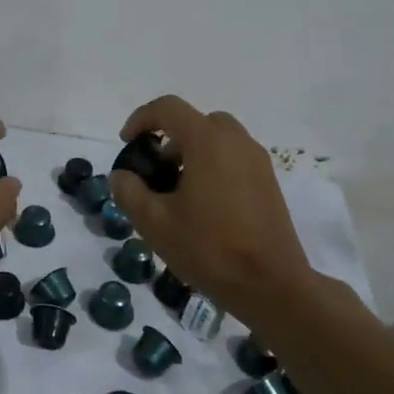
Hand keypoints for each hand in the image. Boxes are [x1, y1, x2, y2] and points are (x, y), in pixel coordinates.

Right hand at [109, 95, 354, 326]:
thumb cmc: (209, 248)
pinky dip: (214, 166)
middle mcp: (236, 142)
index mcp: (208, 142)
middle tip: (156, 169)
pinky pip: (234, 158)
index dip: (141, 119)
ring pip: (218, 139)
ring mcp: (258, 162)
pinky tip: (204, 205)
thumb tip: (122, 176)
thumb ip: (129, 191)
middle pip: (197, 121)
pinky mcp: (269, 183)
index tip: (128, 144)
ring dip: (193, 152)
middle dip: (170, 136)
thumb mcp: (154, 222)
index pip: (169, 108)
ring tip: (178, 190)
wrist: (271, 286)